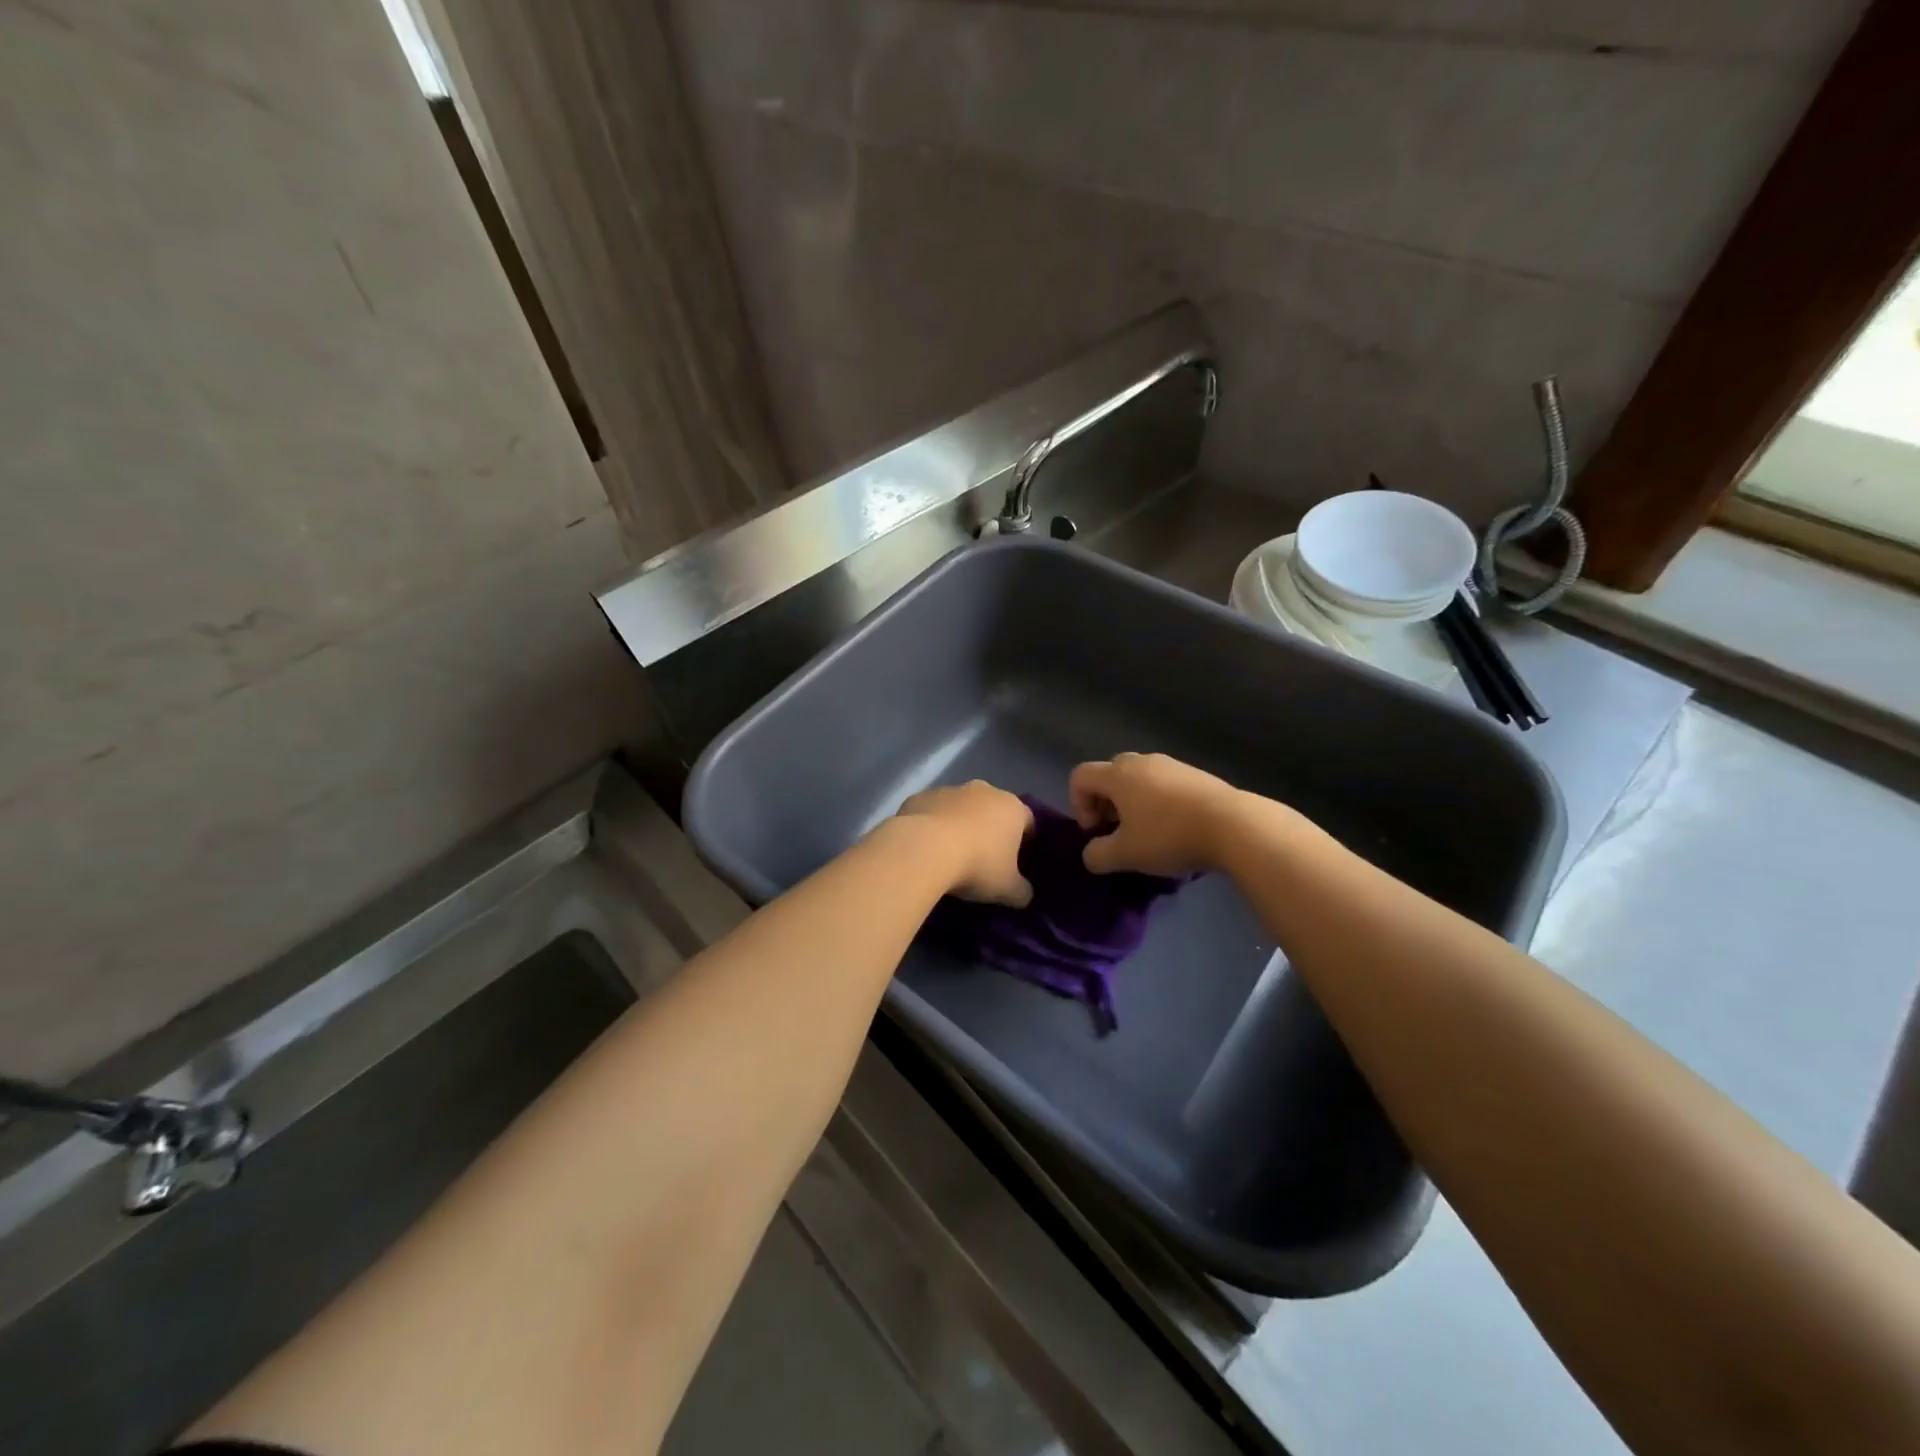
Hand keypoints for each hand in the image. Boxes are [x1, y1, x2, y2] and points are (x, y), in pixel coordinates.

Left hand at [893, 781, 1034, 906]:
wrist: (924, 849)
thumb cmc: (977, 865)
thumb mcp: (1007, 890)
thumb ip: (1021, 891)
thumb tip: (1023, 894)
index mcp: (1012, 808)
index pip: (1028, 821)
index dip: (1025, 842)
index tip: (1017, 862)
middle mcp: (984, 791)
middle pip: (993, 810)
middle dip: (990, 830)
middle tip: (983, 860)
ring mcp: (949, 789)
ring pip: (960, 808)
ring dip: (958, 825)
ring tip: (950, 856)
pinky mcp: (920, 796)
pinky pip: (931, 812)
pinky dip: (931, 826)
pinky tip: (925, 850)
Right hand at [1068, 753, 1246, 876]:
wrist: (1234, 825)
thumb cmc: (1169, 836)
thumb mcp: (1126, 855)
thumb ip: (1098, 855)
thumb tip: (1091, 854)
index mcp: (1118, 775)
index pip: (1080, 777)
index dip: (1078, 805)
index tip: (1096, 833)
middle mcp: (1141, 761)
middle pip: (1109, 775)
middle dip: (1105, 804)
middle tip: (1119, 833)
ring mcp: (1172, 765)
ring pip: (1138, 780)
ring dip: (1133, 804)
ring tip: (1149, 835)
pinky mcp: (1196, 775)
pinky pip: (1164, 784)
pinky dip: (1158, 803)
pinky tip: (1176, 830)